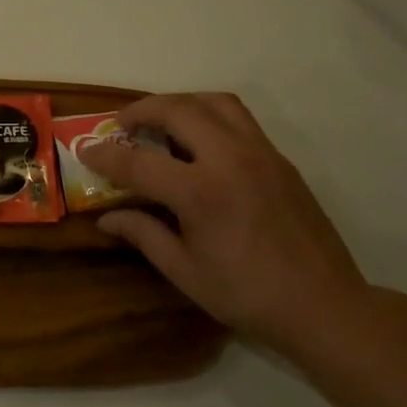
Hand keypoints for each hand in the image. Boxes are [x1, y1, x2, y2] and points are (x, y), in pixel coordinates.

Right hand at [79, 93, 372, 354]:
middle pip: (178, 110)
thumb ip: (143, 235)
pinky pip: (240, 119)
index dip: (105, 156)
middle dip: (141, 110)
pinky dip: (210, 116)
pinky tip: (200, 144)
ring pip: (215, 102)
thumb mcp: (184, 271)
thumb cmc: (246, 295)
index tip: (85, 151)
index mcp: (201, 192)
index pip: (139, 162)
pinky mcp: (280, 159)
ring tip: (161, 121)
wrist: (322, 304)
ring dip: (180, 103)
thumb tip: (106, 219)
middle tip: (121, 125)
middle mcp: (230, 159)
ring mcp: (261, 153)